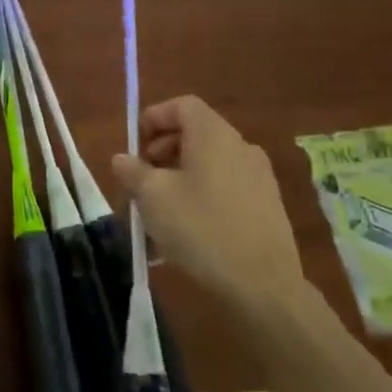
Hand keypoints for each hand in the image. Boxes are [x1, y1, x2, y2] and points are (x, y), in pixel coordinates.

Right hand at [111, 96, 305, 310]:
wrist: (263, 286)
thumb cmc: (200, 229)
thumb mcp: (152, 198)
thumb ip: (133, 171)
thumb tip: (123, 158)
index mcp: (213, 135)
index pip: (182, 105)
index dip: (153, 118)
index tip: (135, 147)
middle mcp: (241, 146)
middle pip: (196, 132)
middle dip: (163, 149)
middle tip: (143, 178)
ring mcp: (259, 176)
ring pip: (211, 161)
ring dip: (181, 173)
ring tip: (161, 206)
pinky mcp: (268, 205)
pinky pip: (226, 184)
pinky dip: (203, 192)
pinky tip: (189, 226)